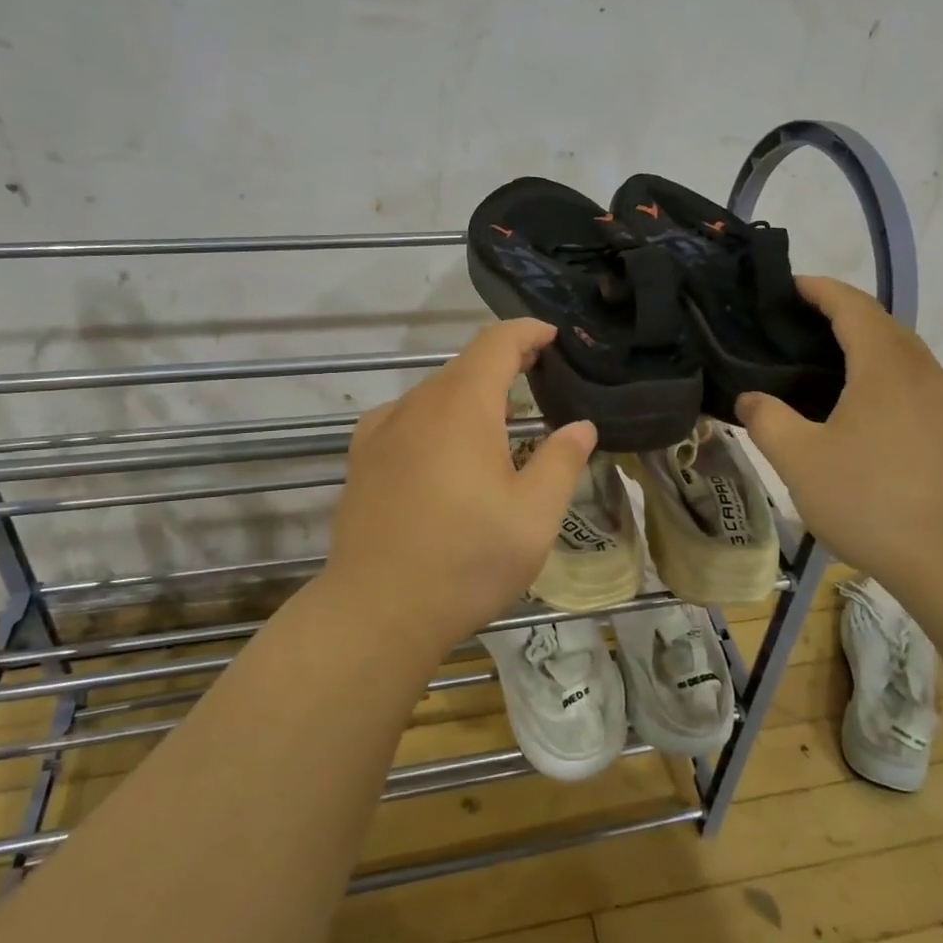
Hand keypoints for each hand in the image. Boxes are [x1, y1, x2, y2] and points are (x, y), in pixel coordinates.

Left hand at [323, 320, 597, 653]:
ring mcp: (383, 430)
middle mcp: (418, 404)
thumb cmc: (466, 560)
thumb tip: (580, 426)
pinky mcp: (362, 457)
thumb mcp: (534, 516)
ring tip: (500, 421)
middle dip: (505, 363)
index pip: (497, 343)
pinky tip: (444, 447)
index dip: (528, 331)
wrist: (376, 611)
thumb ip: (561, 461)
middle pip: (465, 365)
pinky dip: (435, 417)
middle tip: (539, 379)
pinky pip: (406, 417)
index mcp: (463, 406)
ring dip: (471, 393)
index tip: (553, 336)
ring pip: (435, 392)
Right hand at [738, 277, 942, 594]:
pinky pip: (914, 385)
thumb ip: (767, 420)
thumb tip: (752, 399)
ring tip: (821, 369)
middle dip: (840, 315)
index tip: (788, 286)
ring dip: (864, 348)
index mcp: (886, 365)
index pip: (852, 305)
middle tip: (794, 330)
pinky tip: (859, 414)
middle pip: (881, 325)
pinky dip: (881, 379)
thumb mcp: (800, 461)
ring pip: (902, 357)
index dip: (819, 289)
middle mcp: (923, 372)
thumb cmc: (874, 500)